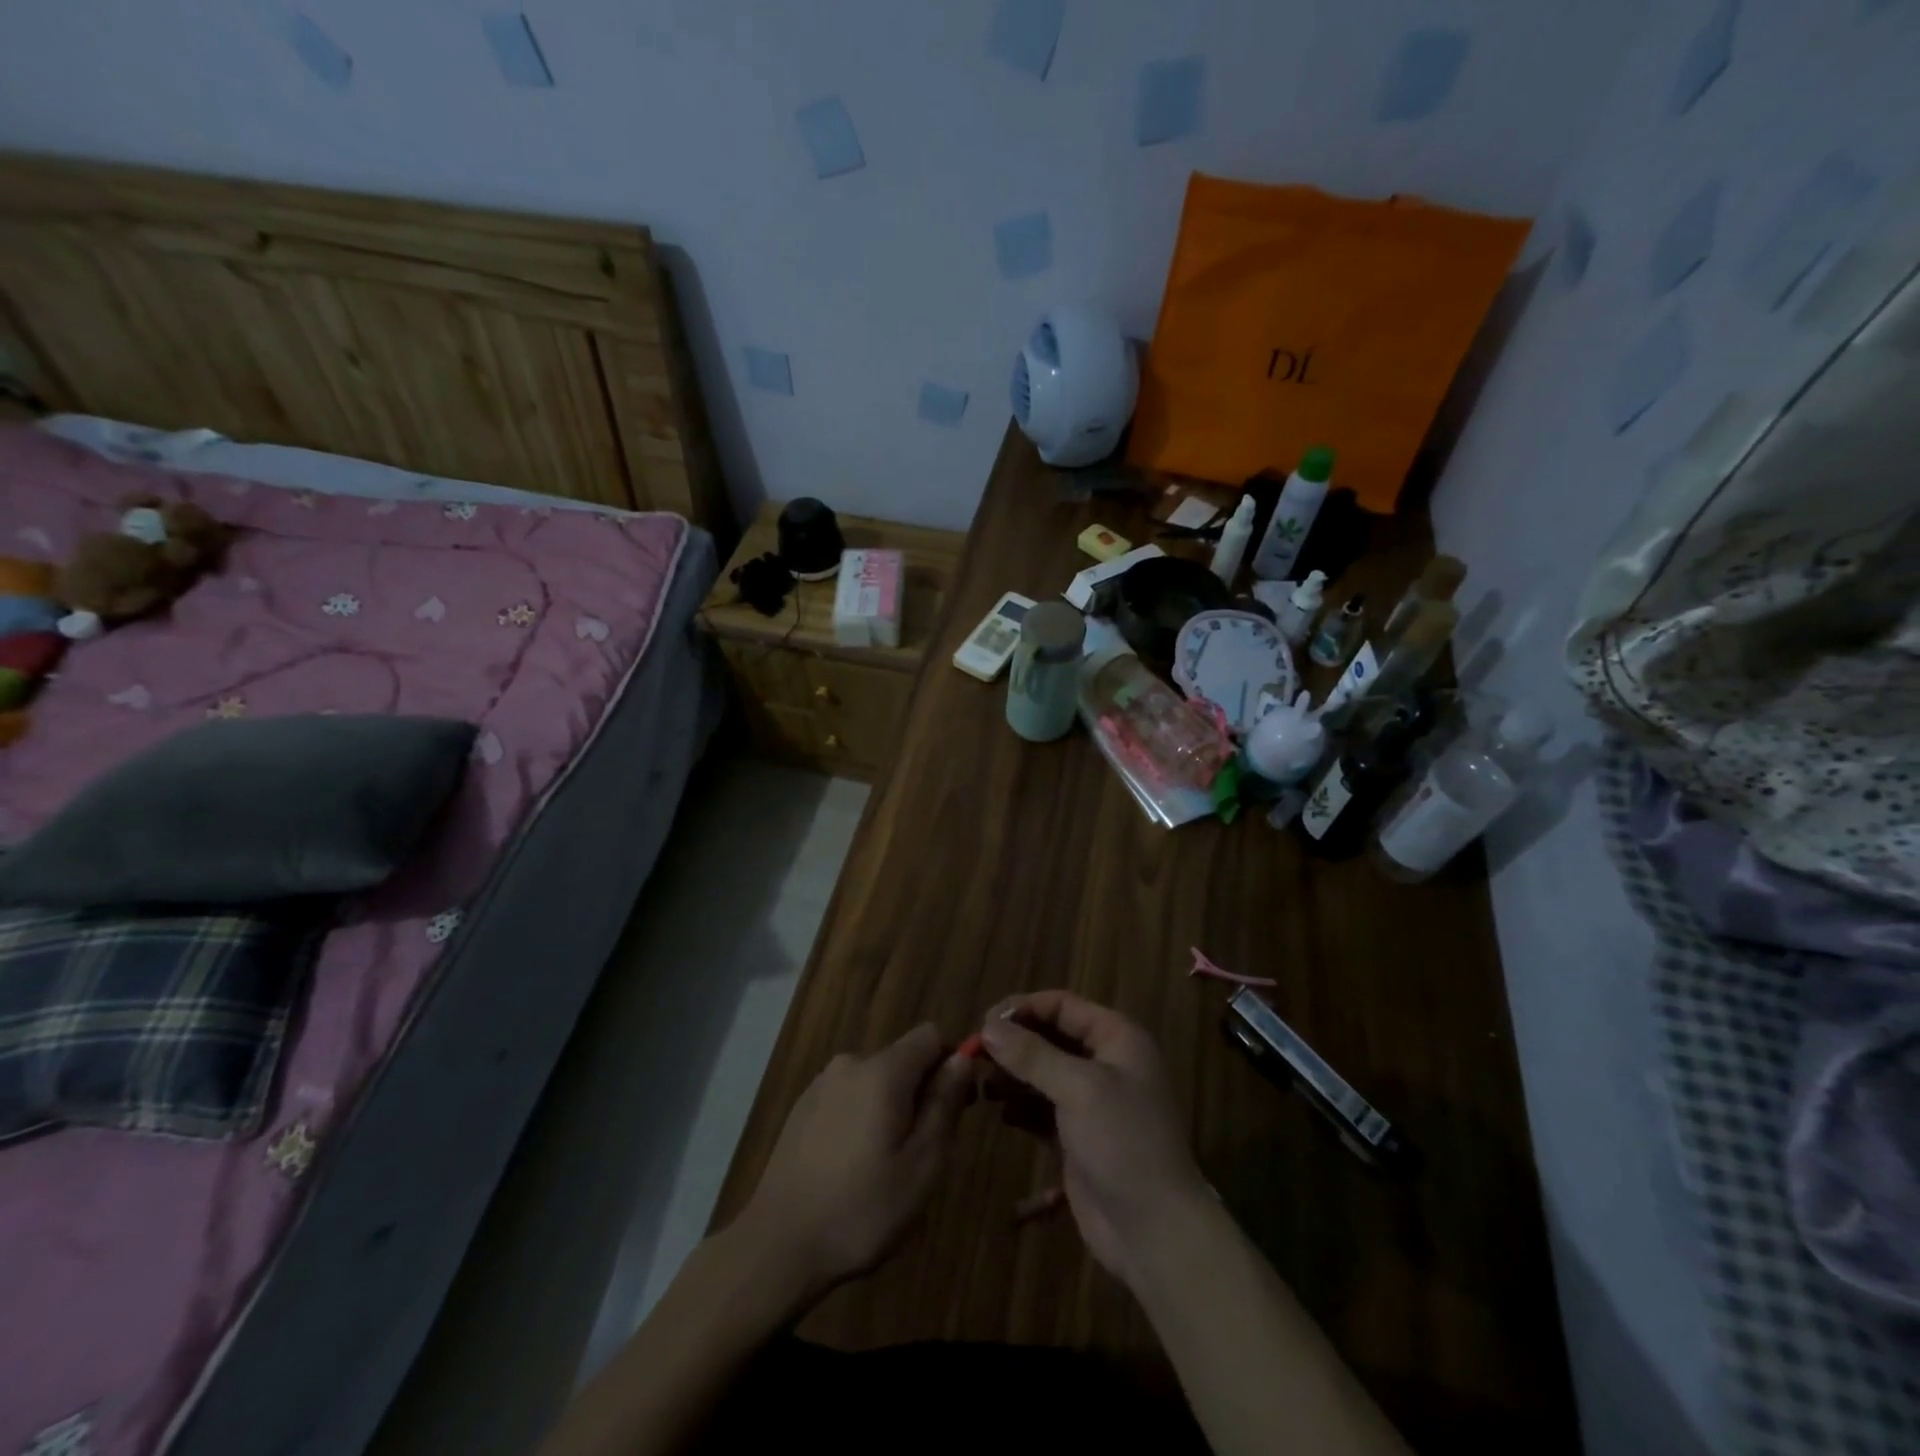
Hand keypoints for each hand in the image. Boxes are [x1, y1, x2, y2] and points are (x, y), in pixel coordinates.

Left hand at [734, 1023, 971, 1301]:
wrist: (778, 1245)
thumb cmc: (862, 1209)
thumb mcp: (922, 1164)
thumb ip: (945, 1104)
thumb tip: (962, 1058)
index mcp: (883, 1070)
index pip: (931, 1036)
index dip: (950, 1064)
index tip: (955, 1108)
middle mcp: (851, 1063)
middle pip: (902, 1058)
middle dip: (920, 1092)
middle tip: (922, 1151)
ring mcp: (821, 1083)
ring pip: (875, 1079)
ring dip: (890, 1107)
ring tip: (885, 1165)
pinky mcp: (802, 1107)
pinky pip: (848, 1096)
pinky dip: (861, 1117)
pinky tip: (852, 1165)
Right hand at [979, 991, 1209, 1287]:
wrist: (1155, 1231)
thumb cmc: (1124, 1143)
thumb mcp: (1079, 1089)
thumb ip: (1032, 1054)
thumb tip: (989, 1026)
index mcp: (1117, 1038)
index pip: (1062, 1005)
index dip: (1023, 1008)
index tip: (984, 1022)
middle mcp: (1106, 1062)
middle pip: (1051, 1036)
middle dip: (1014, 1042)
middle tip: (974, 1053)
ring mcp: (1093, 1101)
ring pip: (1044, 1072)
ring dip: (1013, 1073)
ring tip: (979, 1082)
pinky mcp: (1078, 1136)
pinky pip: (1042, 1108)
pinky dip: (1021, 1106)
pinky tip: (999, 1112)